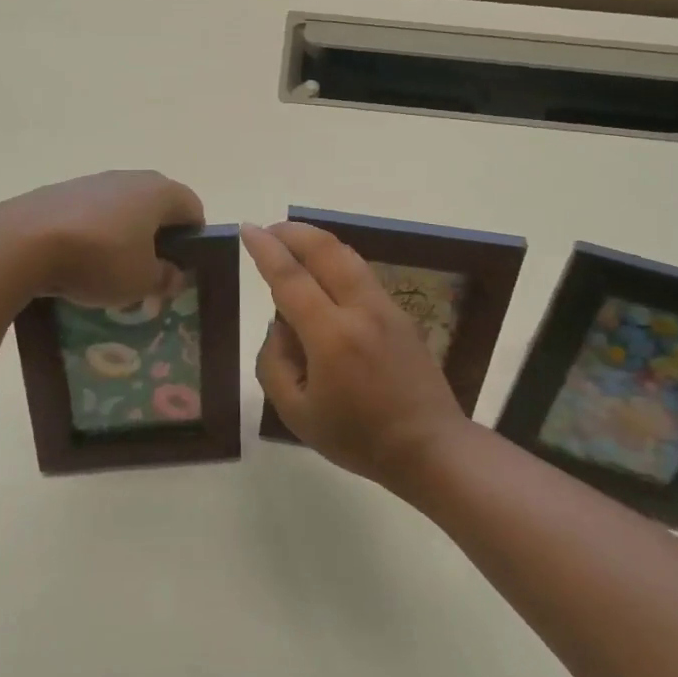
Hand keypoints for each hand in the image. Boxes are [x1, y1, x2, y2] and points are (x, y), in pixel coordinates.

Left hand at [0, 170, 204, 307]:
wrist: (22, 242)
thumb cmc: (98, 259)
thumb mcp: (141, 281)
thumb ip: (164, 278)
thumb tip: (174, 275)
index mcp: (159, 192)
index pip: (193, 208)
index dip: (194, 239)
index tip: (181, 267)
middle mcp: (128, 178)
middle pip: (155, 206)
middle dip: (156, 238)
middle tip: (148, 271)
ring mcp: (90, 181)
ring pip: (119, 209)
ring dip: (121, 235)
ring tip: (108, 272)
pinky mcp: (58, 192)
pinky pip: (88, 214)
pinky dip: (90, 235)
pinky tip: (76, 263)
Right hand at [241, 221, 468, 489]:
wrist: (430, 447)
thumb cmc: (358, 438)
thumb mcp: (296, 414)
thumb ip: (274, 363)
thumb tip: (280, 327)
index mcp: (332, 336)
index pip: (291, 278)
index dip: (266, 250)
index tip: (247, 229)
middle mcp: (361, 310)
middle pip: (326, 250)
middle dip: (293, 232)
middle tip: (268, 231)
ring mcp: (386, 307)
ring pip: (347, 256)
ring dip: (316, 243)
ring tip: (292, 245)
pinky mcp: (401, 313)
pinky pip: (361, 274)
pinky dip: (335, 263)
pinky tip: (322, 278)